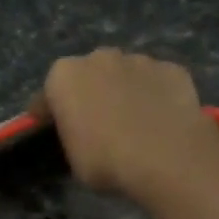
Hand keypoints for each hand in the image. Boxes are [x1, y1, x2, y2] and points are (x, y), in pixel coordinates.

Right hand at [28, 48, 218, 200]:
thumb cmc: (106, 161)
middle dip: (90, 95)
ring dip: (124, 92)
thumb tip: (83, 134)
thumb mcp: (74, 160)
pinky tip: (160, 121)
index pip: (47, 96)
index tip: (52, 131)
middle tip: (97, 125)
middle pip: (88, 76)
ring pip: (125, 75)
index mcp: (64, 77)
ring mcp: (139, 59)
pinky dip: (155, 97)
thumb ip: (73, 137)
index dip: (48, 116)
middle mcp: (99, 57)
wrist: (165, 157)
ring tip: (134, 123)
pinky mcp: (172, 69)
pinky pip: (156, 83)